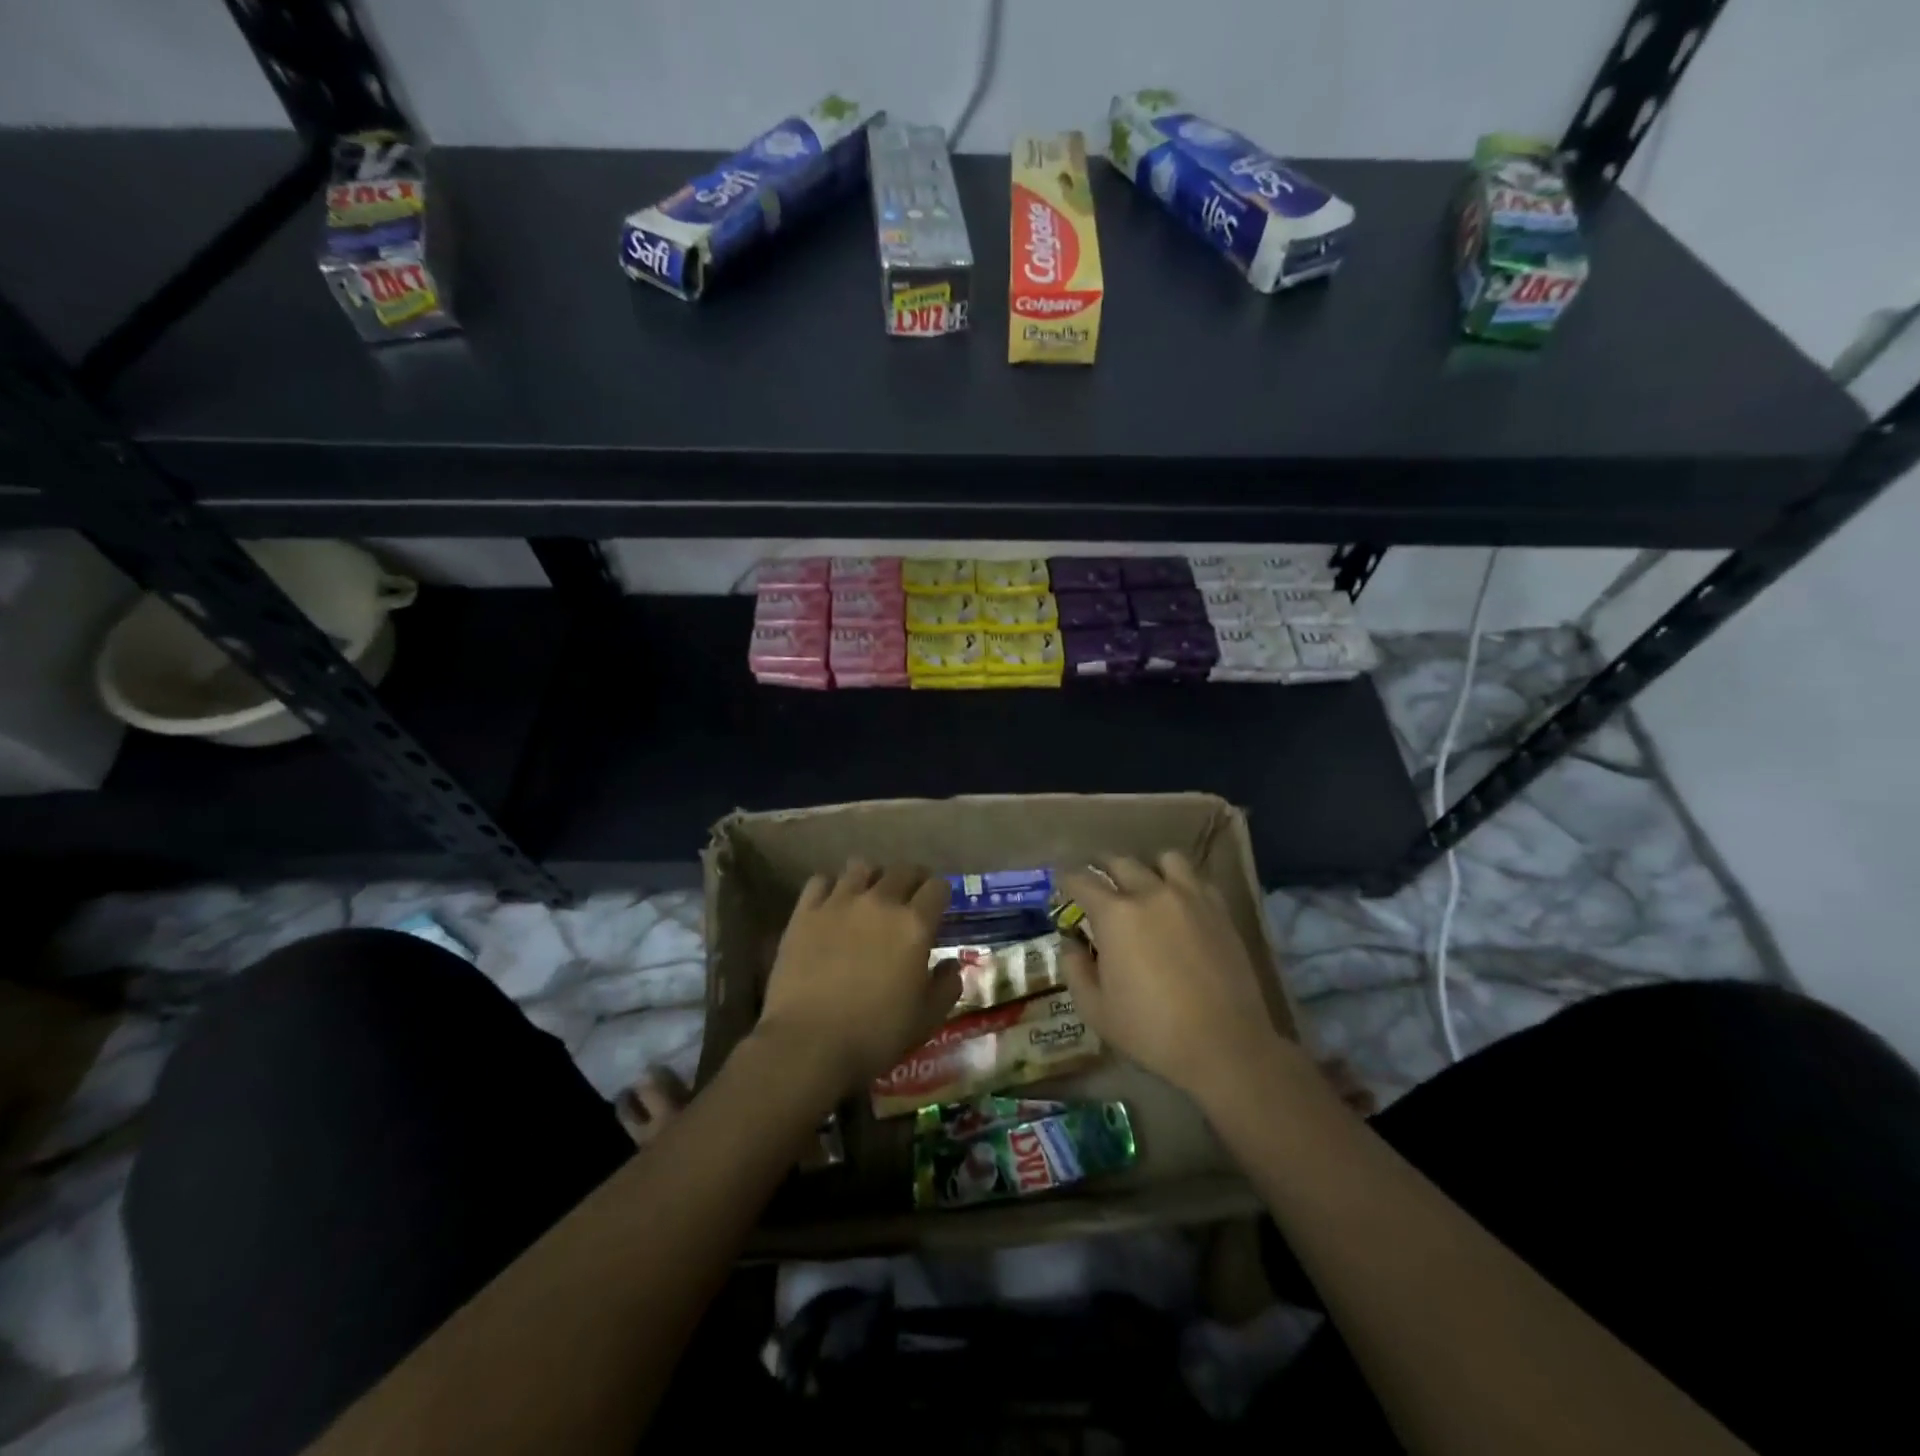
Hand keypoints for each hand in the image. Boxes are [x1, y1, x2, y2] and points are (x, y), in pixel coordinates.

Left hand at [754, 861, 959, 1099]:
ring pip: (861, 867)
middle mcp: (879, 902)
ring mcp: (839, 902)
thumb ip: (947, 985)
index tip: (938, 906)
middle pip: (902, 870)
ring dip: (872, 877)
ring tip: (869, 895)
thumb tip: (950, 964)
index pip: (937, 887)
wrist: (808, 1043)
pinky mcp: (805, 912)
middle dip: (912, 879)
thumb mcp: (927, 1018)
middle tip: (909, 897)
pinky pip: (821, 880)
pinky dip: (831, 886)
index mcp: (914, 925)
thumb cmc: (875, 1034)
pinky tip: (832, 903)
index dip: (941, 894)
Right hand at [1059, 853, 1292, 1106]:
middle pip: (1120, 861)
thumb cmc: (1151, 1030)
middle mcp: (1150, 893)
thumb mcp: (1095, 1009)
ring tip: (1145, 886)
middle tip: (1097, 884)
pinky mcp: (1219, 910)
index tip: (1062, 886)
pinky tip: (1179, 903)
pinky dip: (1182, 883)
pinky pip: (1197, 879)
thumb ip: (1074, 969)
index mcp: (1115, 914)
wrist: (1225, 1046)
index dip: (1066, 880)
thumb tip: (1071, 942)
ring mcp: (1190, 897)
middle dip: (1102, 868)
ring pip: (1164, 859)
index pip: (1081, 879)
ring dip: (1148, 868)